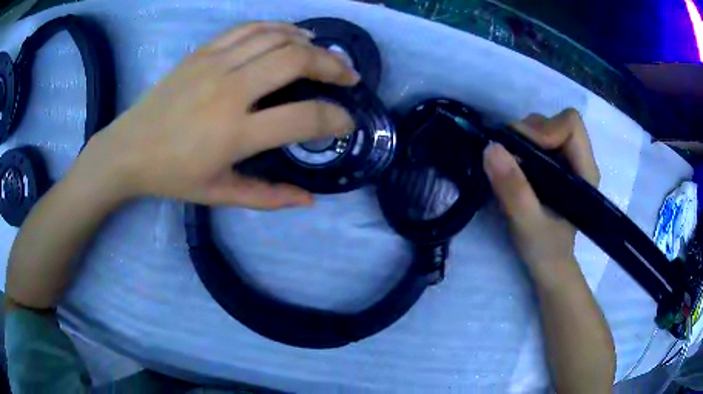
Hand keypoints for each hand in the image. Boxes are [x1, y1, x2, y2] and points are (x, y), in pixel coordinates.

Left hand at [75, 22, 358, 208]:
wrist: (129, 149)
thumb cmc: (172, 176)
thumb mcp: (219, 195)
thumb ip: (267, 197)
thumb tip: (308, 199)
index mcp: (234, 133)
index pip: (303, 117)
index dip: (335, 119)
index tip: (346, 122)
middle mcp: (229, 91)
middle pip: (296, 60)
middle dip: (333, 66)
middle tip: (348, 77)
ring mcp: (214, 64)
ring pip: (277, 37)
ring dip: (311, 44)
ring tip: (326, 55)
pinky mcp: (203, 52)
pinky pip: (249, 28)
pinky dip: (279, 28)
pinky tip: (293, 35)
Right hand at [482, 109, 599, 269]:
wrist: (549, 264)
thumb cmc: (545, 250)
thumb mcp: (528, 225)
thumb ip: (514, 190)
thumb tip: (490, 148)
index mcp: (584, 171)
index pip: (570, 125)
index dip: (545, 130)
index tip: (522, 152)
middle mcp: (578, 158)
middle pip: (554, 122)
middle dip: (528, 133)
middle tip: (509, 158)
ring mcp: (566, 159)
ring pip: (543, 126)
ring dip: (521, 138)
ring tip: (510, 164)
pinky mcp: (553, 163)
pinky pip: (535, 138)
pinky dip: (519, 145)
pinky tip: (514, 166)